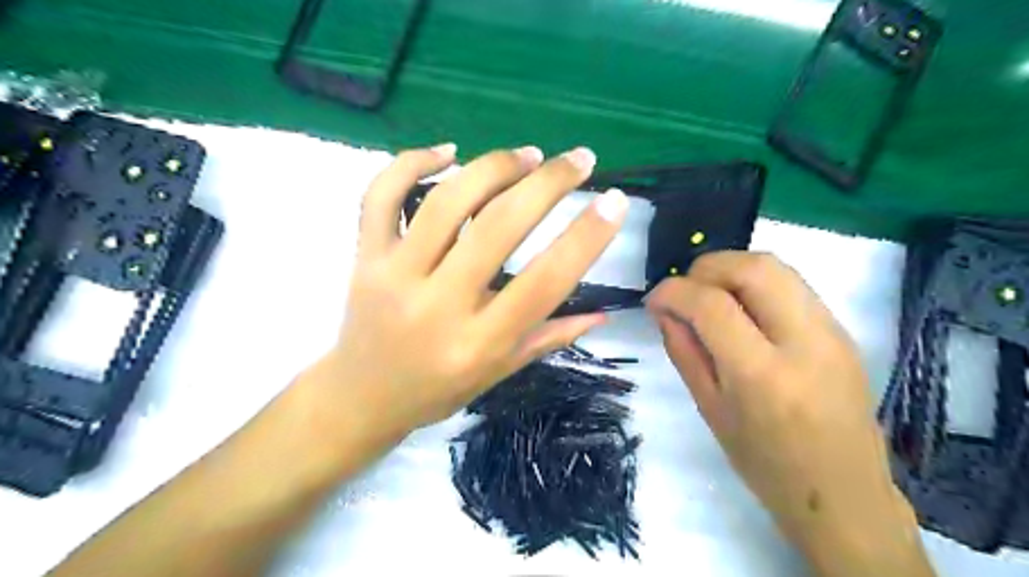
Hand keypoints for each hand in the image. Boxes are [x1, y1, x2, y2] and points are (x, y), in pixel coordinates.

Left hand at [304, 144, 626, 444]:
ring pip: (447, 202)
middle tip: (579, 159)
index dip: (585, 238)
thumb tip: (603, 313)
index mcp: (479, 342)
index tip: (614, 202)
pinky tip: (448, 150)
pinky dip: (411, 162)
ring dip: (494, 167)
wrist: (360, 398)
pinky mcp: (364, 256)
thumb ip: (550, 338)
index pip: (544, 282)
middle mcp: (438, 305)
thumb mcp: (499, 373)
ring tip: (528, 155)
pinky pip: (380, 195)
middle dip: (548, 184)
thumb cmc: (437, 390)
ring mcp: (394, 275)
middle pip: (499, 228)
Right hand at [645, 252, 929, 575]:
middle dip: (706, 267)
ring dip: (731, 269)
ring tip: (708, 294)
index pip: (712, 305)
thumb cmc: (765, 464)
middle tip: (684, 289)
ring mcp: (832, 332)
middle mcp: (804, 343)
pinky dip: (755, 282)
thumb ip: (684, 351)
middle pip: (753, 268)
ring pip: (777, 266)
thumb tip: (664, 310)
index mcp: (762, 376)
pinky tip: (740, 308)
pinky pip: (792, 284)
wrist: (843, 494)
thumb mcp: (710, 410)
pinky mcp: (842, 330)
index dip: (674, 291)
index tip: (654, 299)